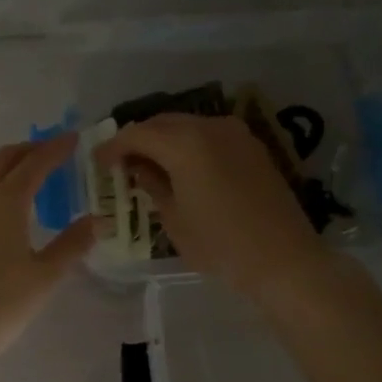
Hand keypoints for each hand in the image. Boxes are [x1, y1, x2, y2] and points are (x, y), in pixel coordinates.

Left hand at [0, 135, 93, 368]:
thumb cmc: (1, 305)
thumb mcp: (45, 276)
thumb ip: (72, 243)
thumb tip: (97, 220)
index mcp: (5, 200)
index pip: (35, 163)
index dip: (55, 149)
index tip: (72, 139)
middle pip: (2, 159)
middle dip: (27, 150)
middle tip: (47, 152)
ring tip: (14, 172)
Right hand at [96, 115, 322, 301]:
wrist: (283, 258)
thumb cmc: (220, 245)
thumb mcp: (174, 220)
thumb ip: (152, 186)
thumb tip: (139, 170)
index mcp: (185, 143)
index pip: (137, 134)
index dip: (113, 146)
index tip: (98, 162)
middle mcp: (210, 127)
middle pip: (162, 122)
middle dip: (138, 139)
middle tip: (121, 163)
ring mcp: (236, 134)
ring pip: (187, 126)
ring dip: (164, 141)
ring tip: (149, 166)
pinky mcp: (252, 147)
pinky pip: (209, 136)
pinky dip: (189, 146)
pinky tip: (182, 169)